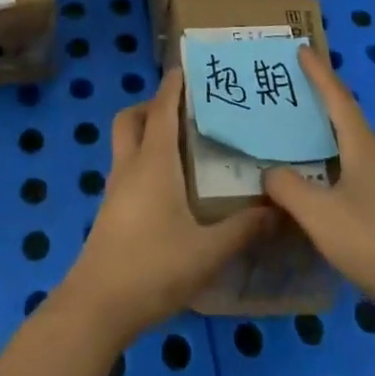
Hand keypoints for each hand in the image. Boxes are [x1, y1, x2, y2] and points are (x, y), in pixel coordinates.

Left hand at [61, 68, 269, 343]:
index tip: (188, 67)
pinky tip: (168, 188)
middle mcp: (130, 165)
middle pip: (132, 117)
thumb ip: (243, 229)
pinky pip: (126, 169)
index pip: (162, 108)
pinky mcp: (110, 212)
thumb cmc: (152, 268)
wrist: (96, 308)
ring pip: (125, 143)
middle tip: (183, 110)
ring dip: (146, 133)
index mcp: (153, 161)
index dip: (173, 84)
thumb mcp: (207, 252)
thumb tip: (278, 208)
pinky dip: (143, 162)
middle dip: (152, 105)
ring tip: (182, 146)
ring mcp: (115, 189)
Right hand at [265, 47, 374, 326]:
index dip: (319, 73)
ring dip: (329, 128)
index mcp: (363, 147)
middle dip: (322, 97)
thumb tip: (269, 172)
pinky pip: (357, 164)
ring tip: (303, 126)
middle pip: (347, 115)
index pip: (337, 98)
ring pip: (353, 142)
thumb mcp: (319, 215)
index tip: (302, 49)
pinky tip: (323, 173)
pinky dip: (336, 155)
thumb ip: (288, 188)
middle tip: (295, 85)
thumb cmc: (370, 242)